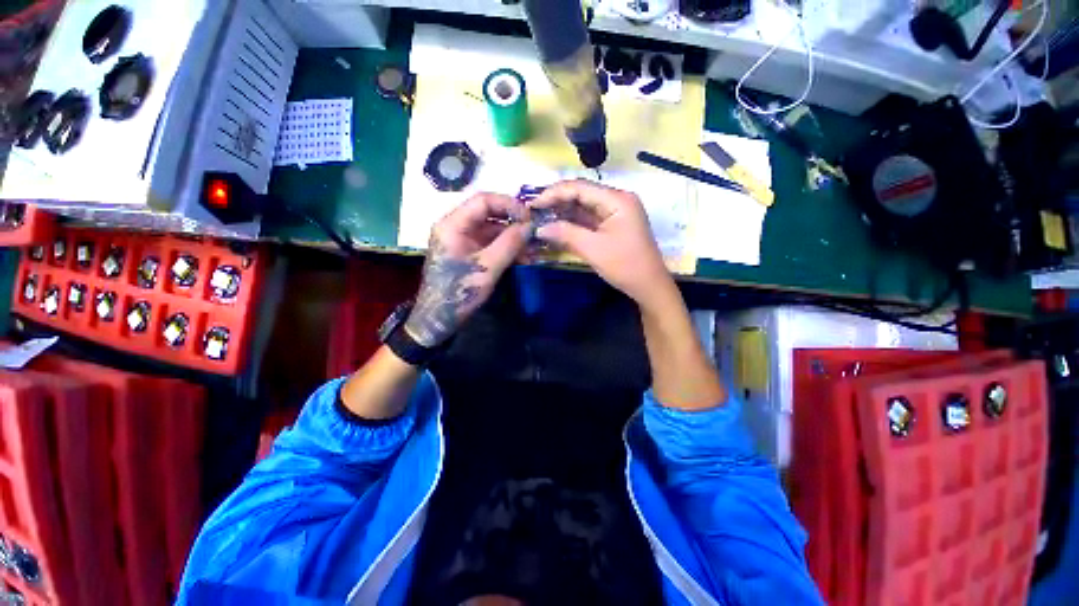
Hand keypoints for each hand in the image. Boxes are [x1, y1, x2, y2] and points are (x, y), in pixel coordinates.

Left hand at [404, 193, 529, 346]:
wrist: (438, 318)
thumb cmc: (459, 292)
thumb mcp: (488, 268)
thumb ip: (509, 244)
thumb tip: (530, 226)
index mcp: (453, 224)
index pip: (483, 201)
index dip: (509, 205)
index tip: (529, 219)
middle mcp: (455, 226)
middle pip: (488, 214)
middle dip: (513, 223)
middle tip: (534, 234)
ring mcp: (461, 240)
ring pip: (491, 229)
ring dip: (512, 238)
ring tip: (532, 251)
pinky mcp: (467, 252)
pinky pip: (489, 243)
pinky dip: (506, 248)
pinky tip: (522, 258)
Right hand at [530, 180, 675, 308]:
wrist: (649, 286)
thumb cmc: (625, 266)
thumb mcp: (593, 249)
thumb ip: (566, 233)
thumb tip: (539, 227)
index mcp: (617, 200)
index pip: (580, 187)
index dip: (554, 193)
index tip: (532, 204)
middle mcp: (617, 200)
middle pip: (581, 194)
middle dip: (557, 201)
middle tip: (533, 211)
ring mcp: (615, 213)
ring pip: (583, 206)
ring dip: (563, 212)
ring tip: (540, 217)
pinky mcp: (612, 225)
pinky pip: (588, 219)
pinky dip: (572, 222)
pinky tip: (556, 225)